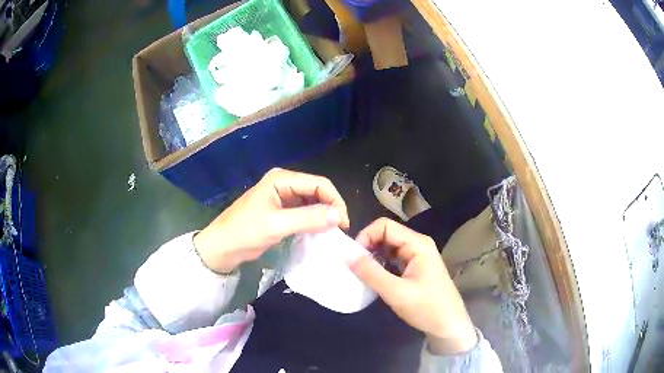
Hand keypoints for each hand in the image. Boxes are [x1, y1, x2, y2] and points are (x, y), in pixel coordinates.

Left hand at [194, 168, 349, 273]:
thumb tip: (339, 215)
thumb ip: (308, 218)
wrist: (222, 247)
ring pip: (312, 203)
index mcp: (281, 179)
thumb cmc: (244, 232)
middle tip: (338, 230)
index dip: (335, 201)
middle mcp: (284, 184)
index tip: (343, 224)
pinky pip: (304, 213)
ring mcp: (283, 197)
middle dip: (330, 208)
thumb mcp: (276, 225)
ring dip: (322, 216)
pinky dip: (313, 222)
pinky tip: (318, 233)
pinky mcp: (281, 211)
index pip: (319, 183)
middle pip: (317, 191)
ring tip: (331, 233)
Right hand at [350, 218, 476, 354]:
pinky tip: (373, 277)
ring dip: (373, 256)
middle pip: (387, 234)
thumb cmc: (426, 308)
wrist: (448, 325)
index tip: (353, 256)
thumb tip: (347, 256)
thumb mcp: (396, 292)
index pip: (385, 226)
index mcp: (417, 244)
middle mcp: (418, 245)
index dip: (366, 236)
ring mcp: (417, 256)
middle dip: (368, 246)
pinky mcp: (415, 268)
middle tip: (354, 265)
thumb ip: (371, 273)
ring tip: (360, 272)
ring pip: (388, 247)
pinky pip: (393, 259)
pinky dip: (381, 265)